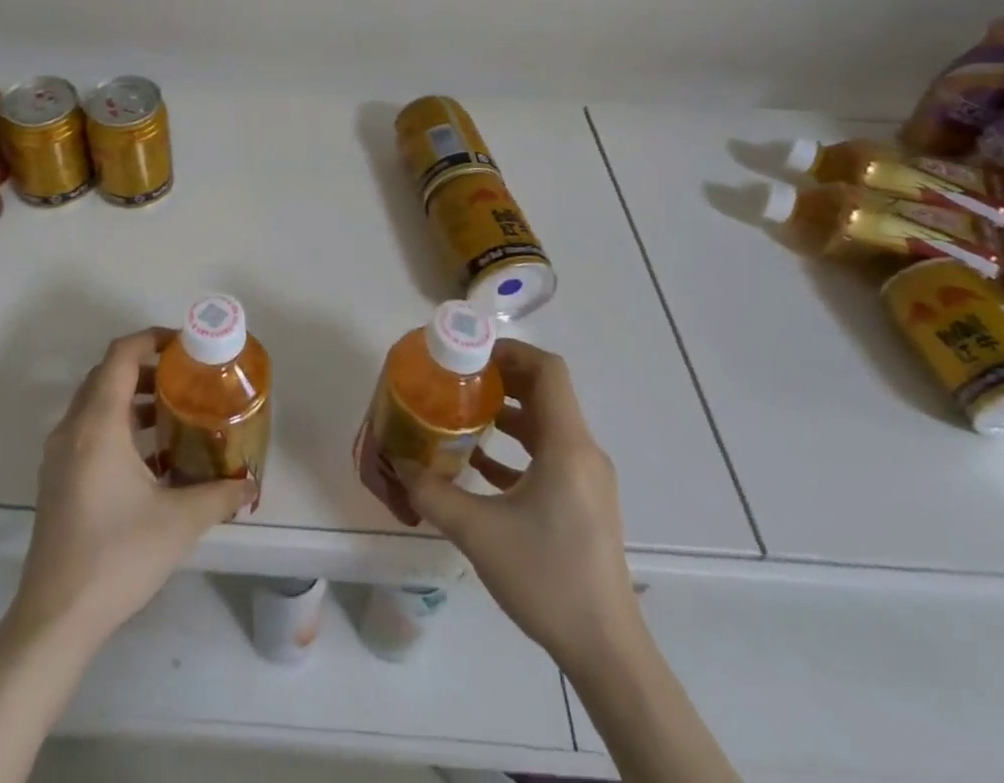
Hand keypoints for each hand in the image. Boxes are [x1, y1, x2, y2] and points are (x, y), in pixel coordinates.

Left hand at [10, 329, 253, 651]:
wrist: (55, 619)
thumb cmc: (117, 557)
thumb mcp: (179, 522)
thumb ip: (219, 494)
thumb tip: (250, 482)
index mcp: (98, 424)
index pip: (121, 355)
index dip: (152, 338)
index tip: (185, 346)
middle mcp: (72, 429)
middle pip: (107, 375)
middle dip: (146, 369)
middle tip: (185, 379)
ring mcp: (58, 455)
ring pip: (95, 404)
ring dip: (131, 400)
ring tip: (172, 416)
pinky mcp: (55, 480)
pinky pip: (87, 431)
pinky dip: (117, 427)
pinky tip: (149, 461)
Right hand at [396, 339, 638, 656]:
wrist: (606, 651)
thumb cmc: (546, 578)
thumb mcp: (478, 532)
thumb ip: (432, 493)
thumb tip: (397, 463)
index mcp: (567, 445)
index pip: (547, 370)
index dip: (510, 351)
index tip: (470, 354)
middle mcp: (582, 452)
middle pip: (545, 392)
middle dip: (501, 379)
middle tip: (458, 379)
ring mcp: (587, 479)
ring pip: (546, 424)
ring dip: (507, 414)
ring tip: (463, 416)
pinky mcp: (584, 503)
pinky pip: (549, 456)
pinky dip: (517, 449)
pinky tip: (480, 466)